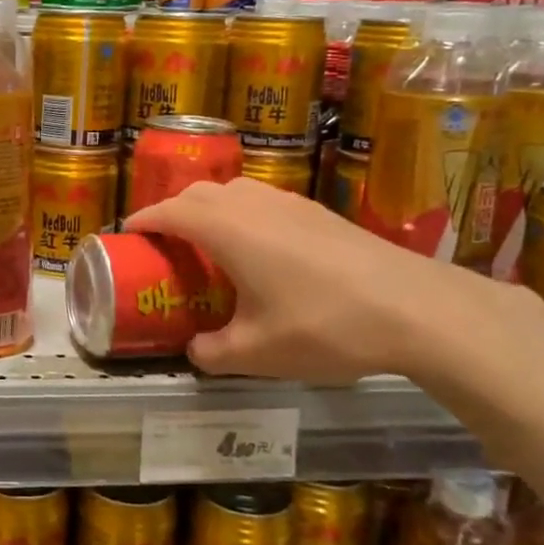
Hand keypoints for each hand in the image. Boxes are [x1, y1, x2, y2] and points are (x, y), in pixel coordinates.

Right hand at [122, 177, 503, 384]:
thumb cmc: (324, 326)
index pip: (169, 212)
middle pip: (197, 193)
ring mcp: (290, 203)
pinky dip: (243, 213)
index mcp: (227, 230)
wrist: (417, 308)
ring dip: (209, 207)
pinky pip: (263, 200)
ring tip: (208, 242)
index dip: (143, 220)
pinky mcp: (319, 212)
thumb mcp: (258, 353)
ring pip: (233, 191)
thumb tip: (194, 351)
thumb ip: (213, 353)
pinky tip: (260, 248)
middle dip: (172, 211)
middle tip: (164, 243)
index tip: (127, 233)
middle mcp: (252, 205)